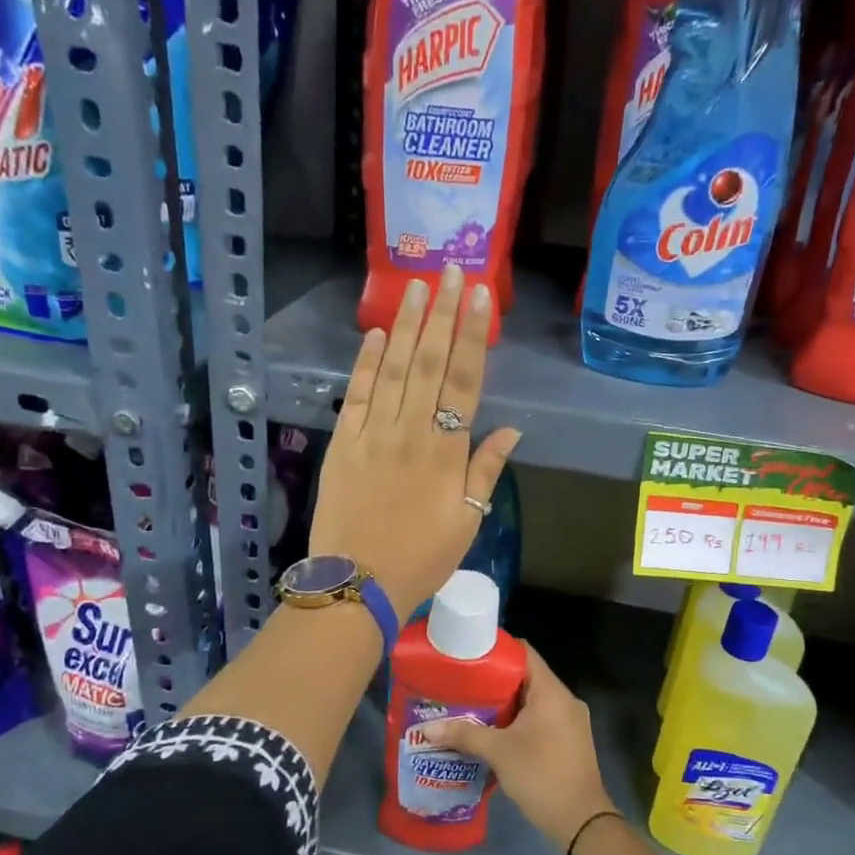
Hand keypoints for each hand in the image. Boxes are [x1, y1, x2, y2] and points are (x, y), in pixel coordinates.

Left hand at [307, 264, 519, 619]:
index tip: (480, 297)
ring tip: (418, 286)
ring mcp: (373, 434)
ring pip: (394, 370)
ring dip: (408, 326)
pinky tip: (378, 334)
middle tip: (451, 270)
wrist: (358, 583)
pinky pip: (357, 395)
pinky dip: (367, 363)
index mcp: (446, 452)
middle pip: (430, 364)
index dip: (474, 336)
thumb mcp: (468, 522)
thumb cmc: (422, 557)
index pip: (465, 381)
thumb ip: (486, 472)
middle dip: (443, 314)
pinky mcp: (343, 443)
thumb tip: (511, 431)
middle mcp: (411, 432)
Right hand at [418, 645, 616, 851]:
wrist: (581, 822)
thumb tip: (427, 728)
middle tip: (462, 685)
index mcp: (552, 692)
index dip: (497, 650)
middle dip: (494, 681)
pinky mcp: (569, 740)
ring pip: (532, 701)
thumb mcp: (499, 753)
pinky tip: (493, 733)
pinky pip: (540, 719)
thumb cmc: (541, 776)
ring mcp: (570, 721)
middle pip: (526, 677)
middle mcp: (565, 700)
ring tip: (471, 707)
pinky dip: (518, 721)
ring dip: (504, 704)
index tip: (469, 655)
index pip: (525, 652)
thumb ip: (464, 735)